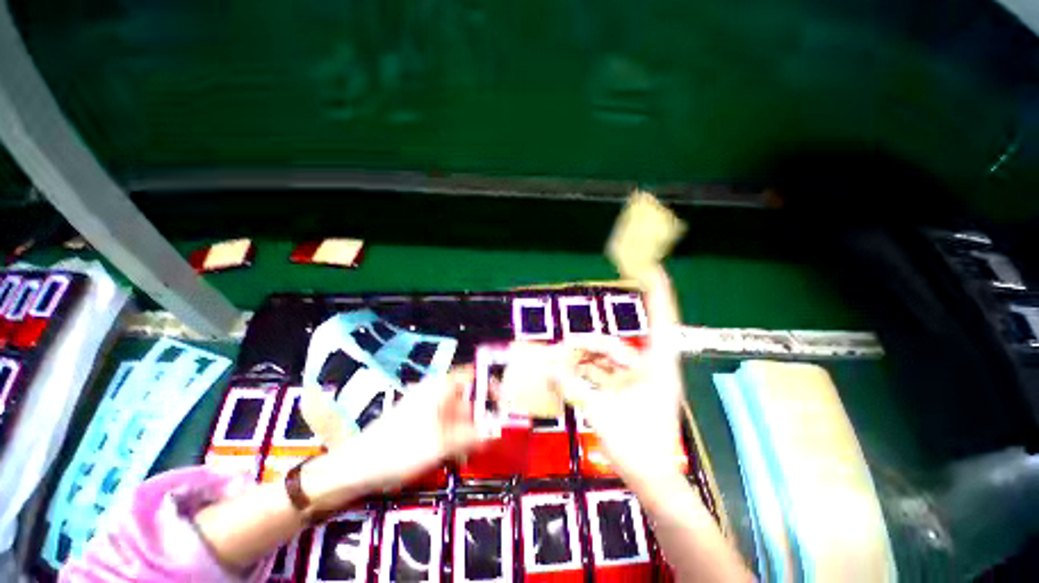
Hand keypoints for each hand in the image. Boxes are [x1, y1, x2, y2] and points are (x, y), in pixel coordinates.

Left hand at [307, 366, 483, 504]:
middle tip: (491, 437)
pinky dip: (454, 438)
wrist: (357, 469)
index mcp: (440, 388)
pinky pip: (445, 426)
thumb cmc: (401, 448)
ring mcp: (427, 409)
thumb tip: (496, 431)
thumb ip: (472, 435)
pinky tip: (456, 456)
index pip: (472, 375)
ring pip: (457, 415)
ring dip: (468, 431)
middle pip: (467, 397)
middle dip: (480, 416)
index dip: (490, 385)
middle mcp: (435, 393)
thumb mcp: (442, 443)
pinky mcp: (420, 424)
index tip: (503, 403)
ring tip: (473, 452)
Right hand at [555, 267, 686, 490]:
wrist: (652, 481)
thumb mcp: (602, 412)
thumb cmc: (637, 447)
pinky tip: (568, 376)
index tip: (650, 266)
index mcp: (657, 367)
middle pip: (613, 346)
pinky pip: (603, 375)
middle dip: (586, 345)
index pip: (661, 320)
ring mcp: (638, 381)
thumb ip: (573, 387)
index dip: (657, 293)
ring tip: (558, 364)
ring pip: (605, 361)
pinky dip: (586, 374)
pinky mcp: (628, 392)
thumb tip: (549, 367)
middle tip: (561, 347)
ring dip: (582, 361)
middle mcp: (649, 368)